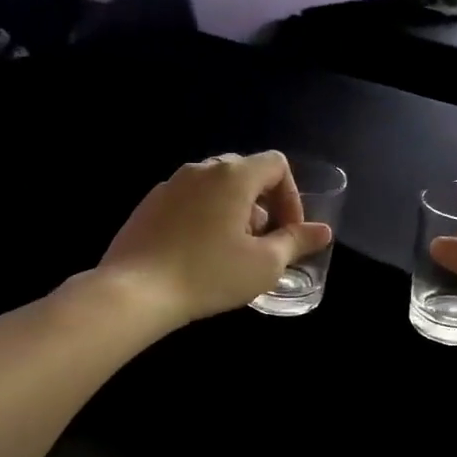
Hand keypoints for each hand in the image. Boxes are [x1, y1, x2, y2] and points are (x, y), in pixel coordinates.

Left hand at [100, 152, 331, 327]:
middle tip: (262, 243)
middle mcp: (201, 169)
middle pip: (246, 172)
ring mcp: (171, 184)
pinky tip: (198, 254)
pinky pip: (189, 200)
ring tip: (231, 251)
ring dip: (234, 211)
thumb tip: (322, 231)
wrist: (133, 291)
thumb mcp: (264, 264)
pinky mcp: (149, 204)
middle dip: (263, 204)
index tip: (288, 233)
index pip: (277, 164)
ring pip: (216, 186)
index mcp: (234, 175)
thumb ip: (297, 242)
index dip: (292, 196)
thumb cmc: (209, 274)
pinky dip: (205, 216)